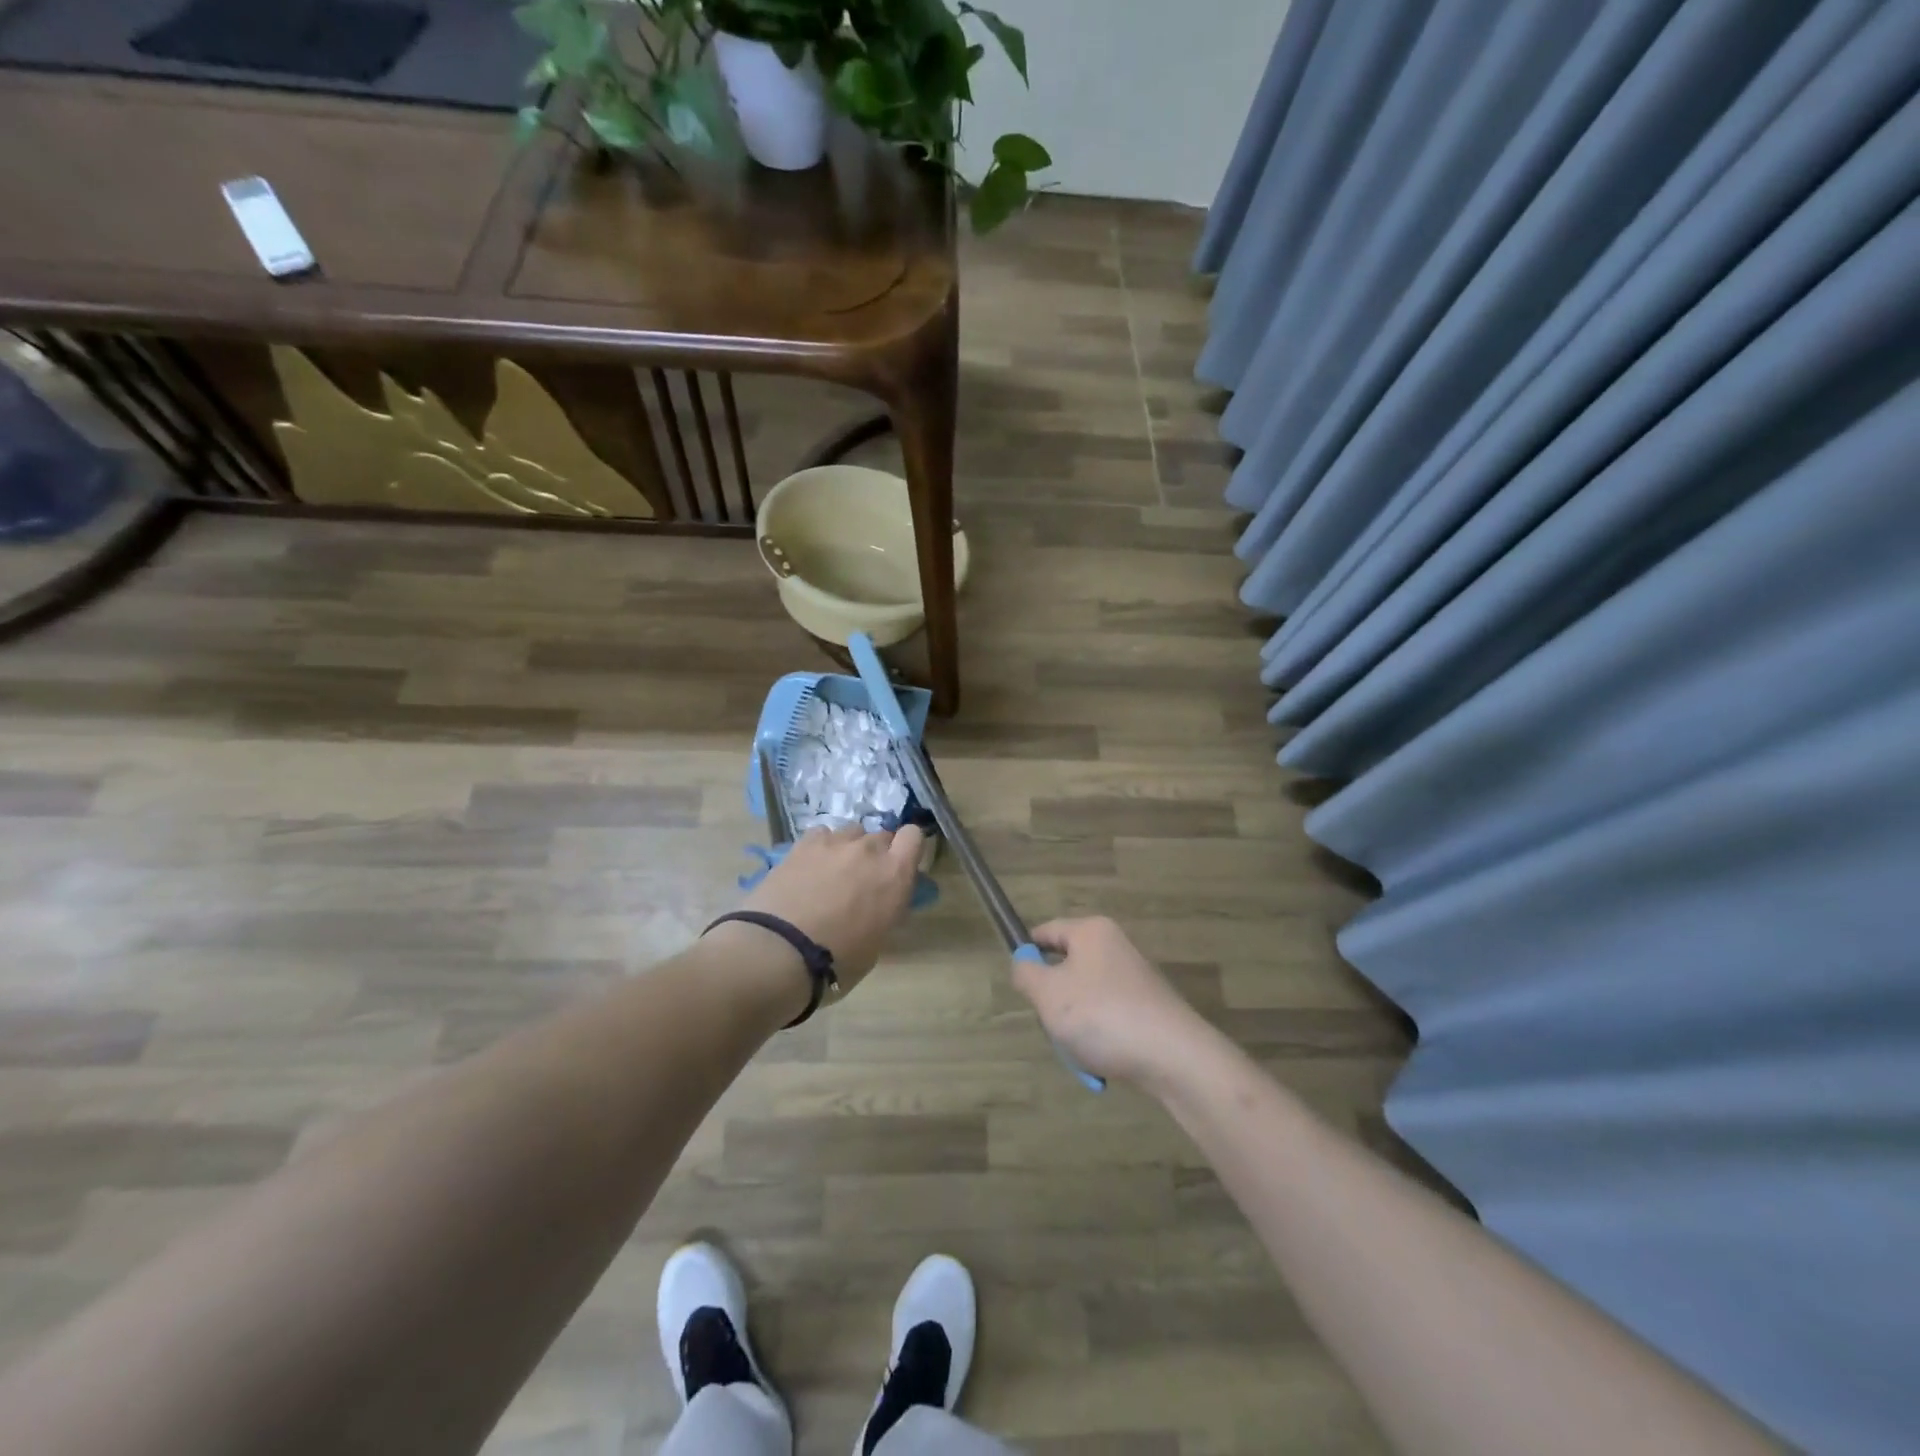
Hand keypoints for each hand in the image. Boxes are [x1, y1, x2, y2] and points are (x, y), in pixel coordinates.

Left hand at [738, 823, 924, 995]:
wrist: (778, 952)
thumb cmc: (837, 962)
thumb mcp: (876, 942)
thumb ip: (885, 910)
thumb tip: (880, 903)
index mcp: (895, 875)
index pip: (914, 837)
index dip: (907, 849)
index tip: (898, 868)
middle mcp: (869, 850)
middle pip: (881, 836)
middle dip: (876, 854)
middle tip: (862, 881)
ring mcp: (835, 843)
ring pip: (852, 832)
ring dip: (849, 849)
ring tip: (832, 873)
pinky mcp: (803, 844)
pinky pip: (822, 834)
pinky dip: (821, 847)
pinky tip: (810, 867)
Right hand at [1012, 916, 1217, 1088]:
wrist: (1174, 1057)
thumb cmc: (1102, 1015)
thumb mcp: (1048, 993)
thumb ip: (1025, 973)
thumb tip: (1023, 963)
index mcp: (1091, 931)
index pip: (1046, 931)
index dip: (1027, 954)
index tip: (1020, 987)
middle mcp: (1114, 947)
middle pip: (1065, 967)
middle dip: (1053, 999)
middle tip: (1051, 1023)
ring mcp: (1133, 979)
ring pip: (1084, 998)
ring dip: (1074, 1026)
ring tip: (1080, 1049)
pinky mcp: (1146, 1008)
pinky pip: (1107, 1018)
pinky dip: (1099, 1038)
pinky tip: (1102, 1060)